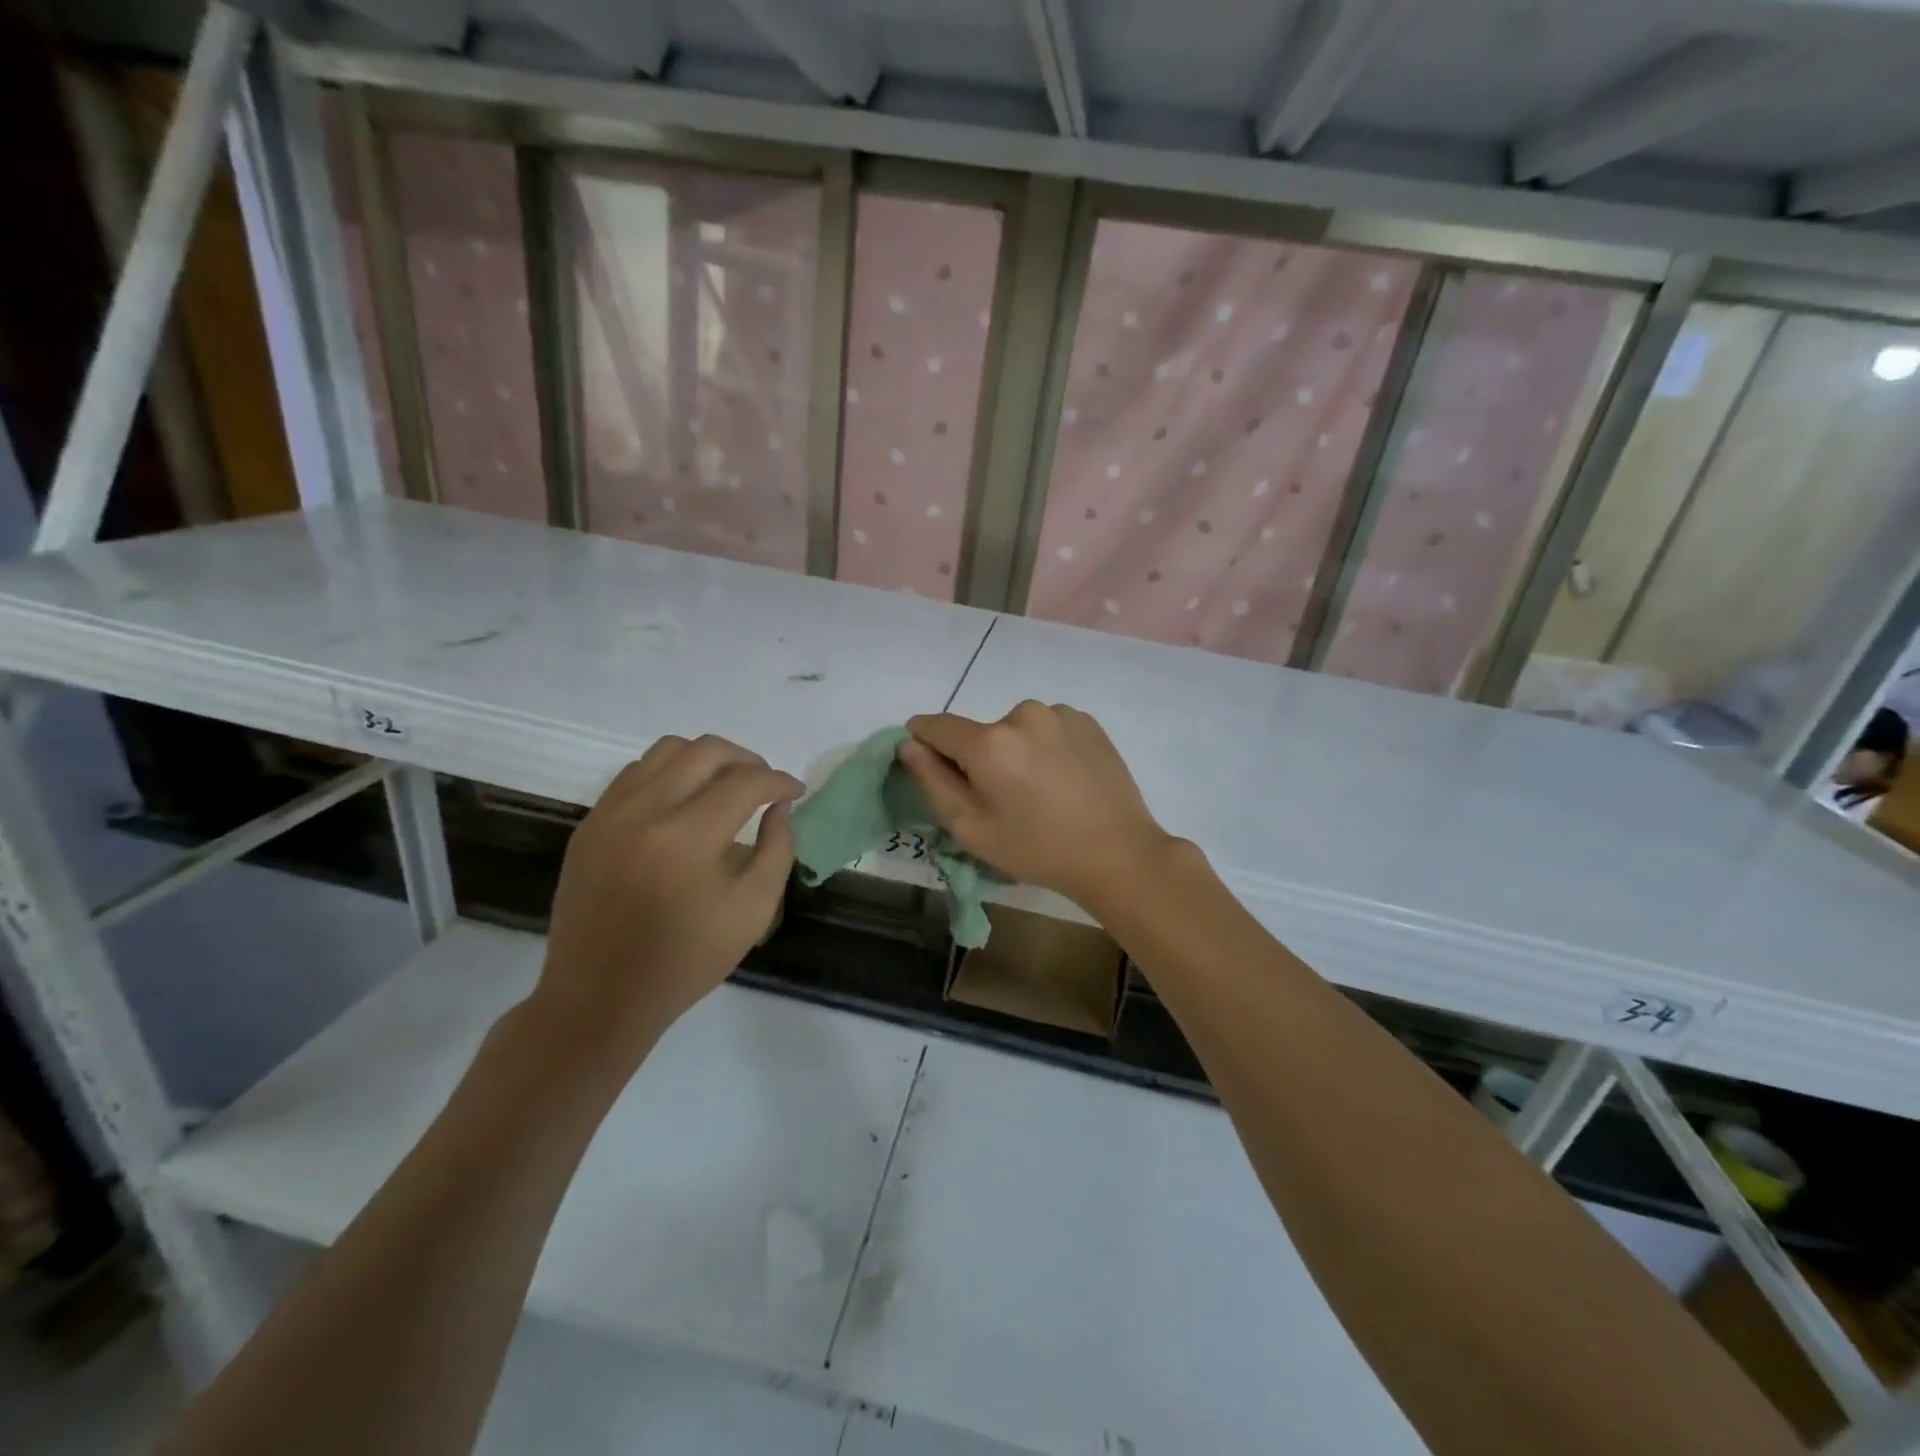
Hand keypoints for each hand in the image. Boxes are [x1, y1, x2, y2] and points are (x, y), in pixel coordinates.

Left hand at [533, 735, 802, 1066]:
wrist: (600, 997)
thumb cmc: (686, 961)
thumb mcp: (753, 911)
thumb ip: (777, 850)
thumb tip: (780, 807)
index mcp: (687, 839)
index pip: (746, 782)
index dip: (779, 781)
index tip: (795, 792)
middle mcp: (644, 812)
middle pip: (706, 750)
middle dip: (747, 759)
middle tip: (765, 784)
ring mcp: (609, 813)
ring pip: (666, 750)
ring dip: (706, 759)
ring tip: (725, 785)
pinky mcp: (590, 823)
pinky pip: (635, 773)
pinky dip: (669, 773)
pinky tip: (684, 802)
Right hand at [897, 702, 1176, 909]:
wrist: (1118, 853)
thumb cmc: (1037, 849)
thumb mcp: (972, 828)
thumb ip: (932, 781)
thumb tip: (909, 744)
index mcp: (989, 742)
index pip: (936, 726)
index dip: (923, 742)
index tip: (929, 764)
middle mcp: (1022, 714)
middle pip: (980, 732)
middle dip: (980, 758)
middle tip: (1002, 799)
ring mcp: (1060, 714)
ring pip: (1016, 730)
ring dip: (1016, 751)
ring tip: (1039, 791)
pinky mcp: (1087, 721)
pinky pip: (1048, 728)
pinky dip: (1046, 747)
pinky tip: (1064, 779)